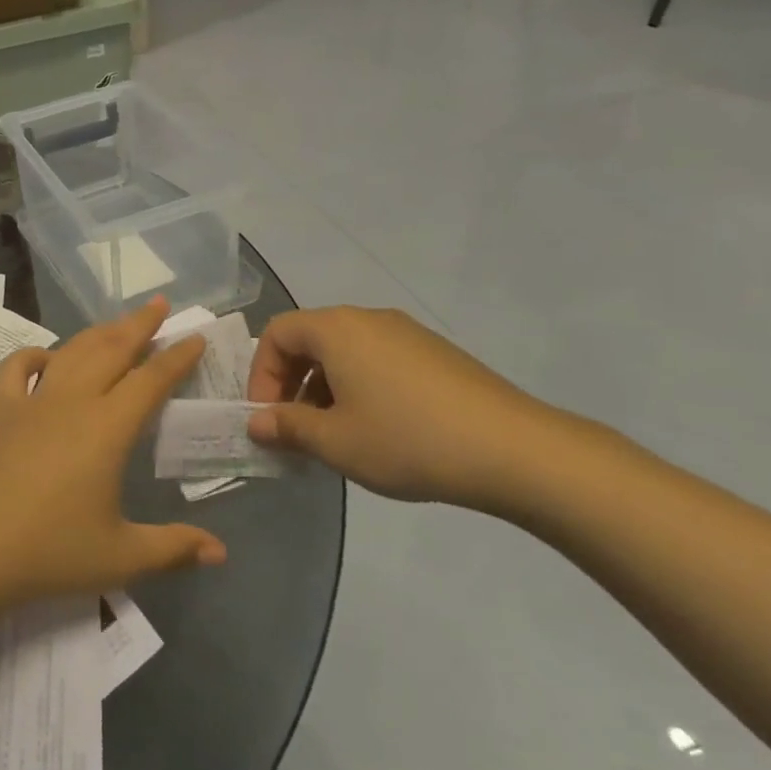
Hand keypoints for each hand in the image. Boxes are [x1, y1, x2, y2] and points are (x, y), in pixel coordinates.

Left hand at [0, 299, 226, 615]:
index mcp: (107, 428)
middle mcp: (72, 402)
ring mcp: (31, 403)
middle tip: (159, 303)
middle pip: (111, 350)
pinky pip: (15, 370)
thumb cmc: (47, 551)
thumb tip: (221, 553)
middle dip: (139, 324)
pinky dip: (32, 356)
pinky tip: (45, 359)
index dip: (176, 357)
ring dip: (97, 333)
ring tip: (116, 323)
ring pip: (70, 352)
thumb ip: (173, 550)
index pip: (151, 380)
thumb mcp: (119, 557)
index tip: (196, 336)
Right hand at [245, 307, 559, 507]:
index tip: (267, 417)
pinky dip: (359, 386)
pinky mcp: (435, 353)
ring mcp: (406, 333)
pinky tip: (378, 429)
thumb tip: (256, 423)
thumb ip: (288, 427)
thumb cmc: (408, 440)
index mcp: (337, 329)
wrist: (514, 450)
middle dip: (292, 383)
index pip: (277, 334)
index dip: (261, 374)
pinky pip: (378, 360)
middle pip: (310, 339)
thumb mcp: (336, 442)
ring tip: (336, 435)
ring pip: (345, 352)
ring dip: (325, 388)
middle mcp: (368, 319)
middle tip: (295, 429)